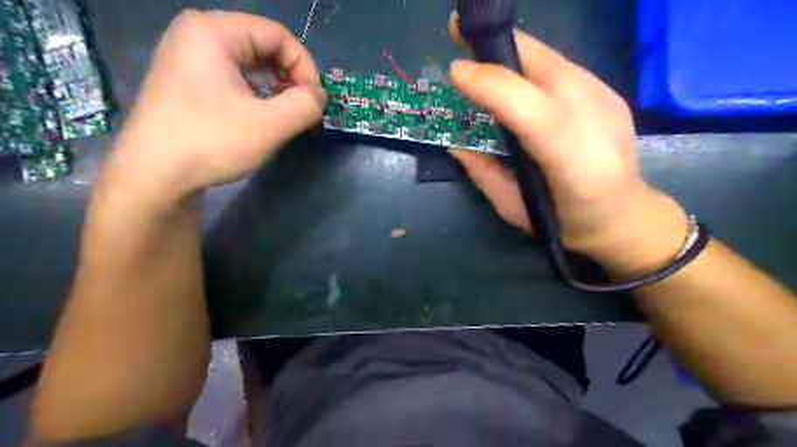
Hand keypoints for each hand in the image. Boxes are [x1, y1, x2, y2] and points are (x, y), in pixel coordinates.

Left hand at [104, 8, 326, 204]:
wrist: (153, 175)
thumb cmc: (210, 142)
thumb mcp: (269, 125)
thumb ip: (305, 105)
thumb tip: (319, 96)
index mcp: (213, 31)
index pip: (278, 35)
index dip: (305, 67)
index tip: (314, 101)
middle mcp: (198, 34)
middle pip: (264, 46)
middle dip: (291, 78)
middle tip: (303, 110)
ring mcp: (189, 57)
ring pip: (251, 63)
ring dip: (276, 88)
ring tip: (285, 117)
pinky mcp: (188, 81)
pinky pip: (234, 77)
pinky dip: (257, 94)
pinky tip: (262, 118)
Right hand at [451, 17, 688, 271]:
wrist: (626, 217)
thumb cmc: (566, 224)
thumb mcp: (514, 210)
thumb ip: (484, 174)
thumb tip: (454, 143)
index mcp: (575, 167)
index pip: (535, 113)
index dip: (494, 85)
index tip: (455, 71)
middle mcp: (599, 123)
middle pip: (546, 68)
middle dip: (498, 46)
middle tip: (457, 32)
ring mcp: (608, 101)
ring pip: (552, 60)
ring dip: (510, 51)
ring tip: (477, 48)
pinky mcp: (609, 93)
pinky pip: (561, 67)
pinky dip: (529, 63)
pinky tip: (510, 73)